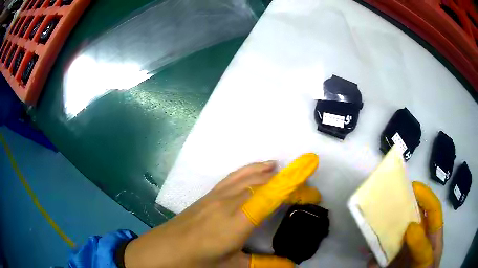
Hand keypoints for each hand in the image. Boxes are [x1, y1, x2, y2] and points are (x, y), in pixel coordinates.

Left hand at [124, 153, 320, 267]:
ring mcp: (216, 195)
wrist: (160, 252)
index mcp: (237, 221)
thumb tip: (291, 264)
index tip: (313, 177)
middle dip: (290, 184)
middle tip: (308, 194)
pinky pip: (235, 176)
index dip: (294, 182)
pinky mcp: (209, 195)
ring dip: (274, 174)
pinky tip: (261, 168)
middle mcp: (228, 202)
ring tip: (291, 176)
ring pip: (250, 176)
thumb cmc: (195, 263)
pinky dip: (253, 169)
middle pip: (265, 183)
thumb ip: (265, 265)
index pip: (271, 194)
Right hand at [368, 182, 442, 267]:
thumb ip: (422, 246)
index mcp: (432, 233)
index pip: (432, 209)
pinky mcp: (391, 261)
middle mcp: (418, 238)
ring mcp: (404, 250)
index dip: (425, 195)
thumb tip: (411, 226)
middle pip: (411, 218)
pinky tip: (370, 260)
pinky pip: (381, 255)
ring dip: (382, 235)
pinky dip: (374, 258)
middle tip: (385, 203)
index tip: (411, 187)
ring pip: (394, 236)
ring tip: (372, 233)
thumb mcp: (427, 260)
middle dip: (400, 210)